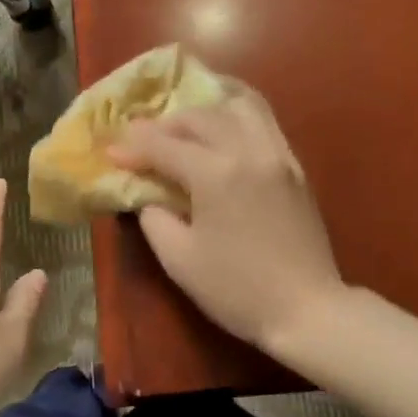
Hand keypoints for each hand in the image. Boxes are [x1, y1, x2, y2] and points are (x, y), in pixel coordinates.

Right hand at [111, 93, 347, 358]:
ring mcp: (278, 155)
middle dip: (165, 124)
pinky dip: (237, 115)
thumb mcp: (179, 259)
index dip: (133, 147)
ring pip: (239, 106)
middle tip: (143, 142)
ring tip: (184, 126)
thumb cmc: (236, 290)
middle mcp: (249, 151)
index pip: (164, 146)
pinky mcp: (295, 167)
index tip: (110, 151)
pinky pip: (264, 121)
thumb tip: (147, 195)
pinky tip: (222, 128)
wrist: (307, 310)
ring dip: (205, 110)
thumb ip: (153, 218)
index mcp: (216, 174)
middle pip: (200, 117)